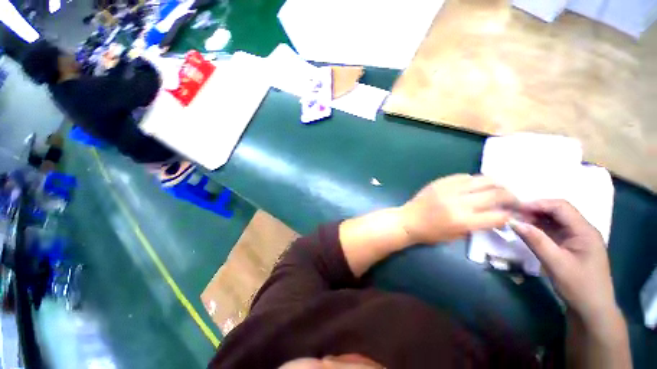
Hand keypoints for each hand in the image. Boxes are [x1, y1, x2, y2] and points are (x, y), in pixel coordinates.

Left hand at [399, 174, 517, 243]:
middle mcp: (458, 202)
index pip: (499, 215)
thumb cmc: (430, 233)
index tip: (514, 214)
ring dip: (497, 184)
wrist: (407, 220)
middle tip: (514, 200)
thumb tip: (498, 215)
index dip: (511, 215)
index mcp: (463, 220)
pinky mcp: (440, 181)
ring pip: (483, 179)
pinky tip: (476, 185)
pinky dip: (475, 180)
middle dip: (511, 196)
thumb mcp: (456, 236)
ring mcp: (449, 189)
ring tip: (499, 189)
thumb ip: (478, 225)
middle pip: (496, 193)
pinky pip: (464, 176)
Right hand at [511, 200, 616, 323]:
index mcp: (584, 231)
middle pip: (557, 211)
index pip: (560, 207)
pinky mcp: (571, 245)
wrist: (592, 309)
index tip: (515, 209)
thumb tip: (512, 222)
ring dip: (535, 219)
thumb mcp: (556, 264)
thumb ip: (535, 241)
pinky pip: (554, 231)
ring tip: (517, 223)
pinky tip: (527, 232)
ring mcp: (577, 238)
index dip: (537, 204)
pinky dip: (539, 229)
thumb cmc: (578, 286)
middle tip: (513, 216)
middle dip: (534, 211)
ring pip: (554, 220)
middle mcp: (582, 230)